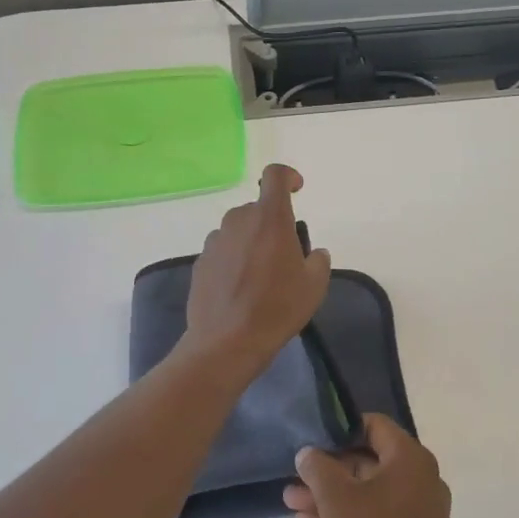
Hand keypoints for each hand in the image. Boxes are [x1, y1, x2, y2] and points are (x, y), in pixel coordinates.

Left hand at [182, 164, 331, 377]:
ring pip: (238, 230)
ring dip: (251, 242)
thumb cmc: (277, 308)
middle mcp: (238, 221)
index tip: (297, 190)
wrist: (227, 341)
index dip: (288, 176)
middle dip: (272, 224)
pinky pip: (223, 251)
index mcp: (269, 219)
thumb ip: (317, 260)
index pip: (274, 176)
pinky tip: (240, 290)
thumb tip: (312, 253)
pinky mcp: (200, 262)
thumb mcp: (314, 286)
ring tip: (261, 277)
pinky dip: (233, 260)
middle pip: (257, 209)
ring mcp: (215, 241)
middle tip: (284, 256)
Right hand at [285, 415, 454, 517]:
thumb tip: (308, 453)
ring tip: (293, 506)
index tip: (314, 442)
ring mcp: (420, 511)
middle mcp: (421, 478)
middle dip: (328, 472)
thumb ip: (318, 467)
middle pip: (368, 461)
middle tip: (295, 481)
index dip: (341, 429)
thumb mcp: (336, 498)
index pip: (374, 425)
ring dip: (331, 498)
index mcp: (411, 458)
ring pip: (368, 493)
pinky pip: (377, 517)